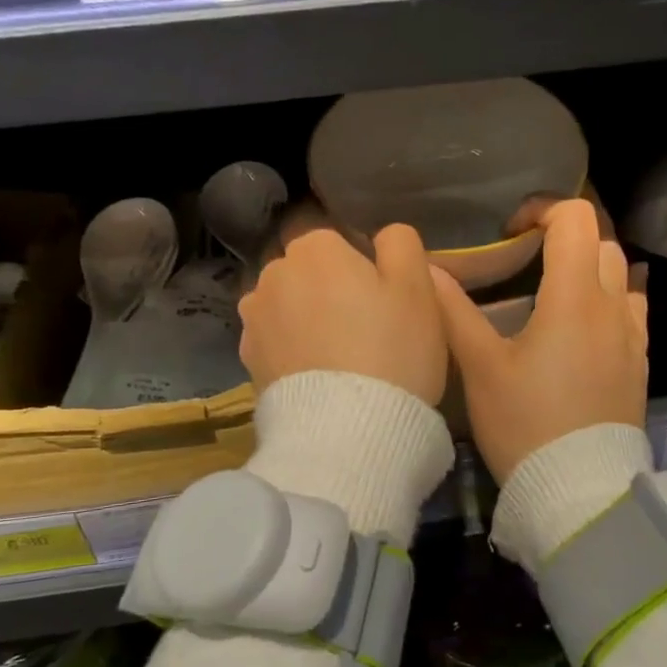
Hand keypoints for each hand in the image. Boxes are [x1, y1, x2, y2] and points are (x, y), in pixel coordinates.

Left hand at [238, 225, 447, 403]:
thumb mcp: (418, 287)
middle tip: (363, 328)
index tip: (380, 299)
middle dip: (328, 289)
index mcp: (315, 247)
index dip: (360, 267)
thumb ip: (400, 244)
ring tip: (337, 356)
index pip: (336, 240)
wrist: (347, 431)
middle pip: (307, 271)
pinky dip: (291, 350)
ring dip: (304, 318)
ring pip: (287, 305)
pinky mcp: (247, 359)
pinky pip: (275, 341)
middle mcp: (274, 273)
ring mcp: (254, 318)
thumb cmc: (392, 349)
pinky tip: (316, 376)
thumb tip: (383, 235)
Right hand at [431, 199, 647, 482]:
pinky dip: (606, 299)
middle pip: (600, 241)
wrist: (580, 493)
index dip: (541, 210)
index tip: (510, 233)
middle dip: (564, 236)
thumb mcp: (481, 368)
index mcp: (574, 297)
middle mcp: (613, 306)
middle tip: (525, 259)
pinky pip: (630, 310)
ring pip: (620, 274)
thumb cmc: (525, 424)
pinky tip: (580, 328)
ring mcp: (633, 336)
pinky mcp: (640, 364)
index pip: (575, 219)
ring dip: (588, 266)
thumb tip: (430, 268)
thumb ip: (455, 311)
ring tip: (551, 292)